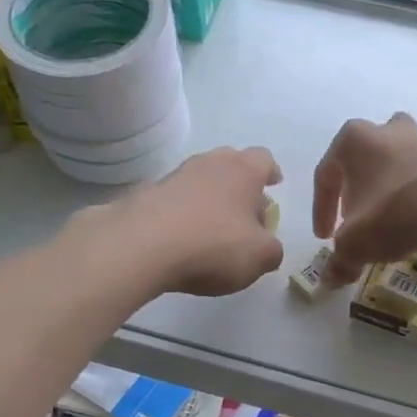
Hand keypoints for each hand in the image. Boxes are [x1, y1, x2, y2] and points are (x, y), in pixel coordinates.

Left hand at [118, 145, 285, 295]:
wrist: (141, 246)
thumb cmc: (214, 245)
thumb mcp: (260, 257)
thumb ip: (272, 250)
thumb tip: (267, 246)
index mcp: (242, 171)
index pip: (264, 159)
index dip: (271, 172)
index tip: (274, 184)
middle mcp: (208, 163)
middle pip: (230, 163)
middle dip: (240, 184)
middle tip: (246, 211)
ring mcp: (174, 176)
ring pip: (200, 180)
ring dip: (209, 198)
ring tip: (213, 228)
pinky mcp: (146, 195)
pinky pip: (174, 200)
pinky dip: (182, 213)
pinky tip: (182, 238)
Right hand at [312, 114, 416, 286]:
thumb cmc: (393, 216)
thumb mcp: (355, 245)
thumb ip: (340, 260)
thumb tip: (330, 279)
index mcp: (355, 142)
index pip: (326, 174)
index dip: (321, 208)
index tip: (325, 236)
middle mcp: (390, 131)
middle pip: (370, 147)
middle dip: (364, 175)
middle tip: (363, 210)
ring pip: (412, 139)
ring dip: (406, 159)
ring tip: (405, 189)